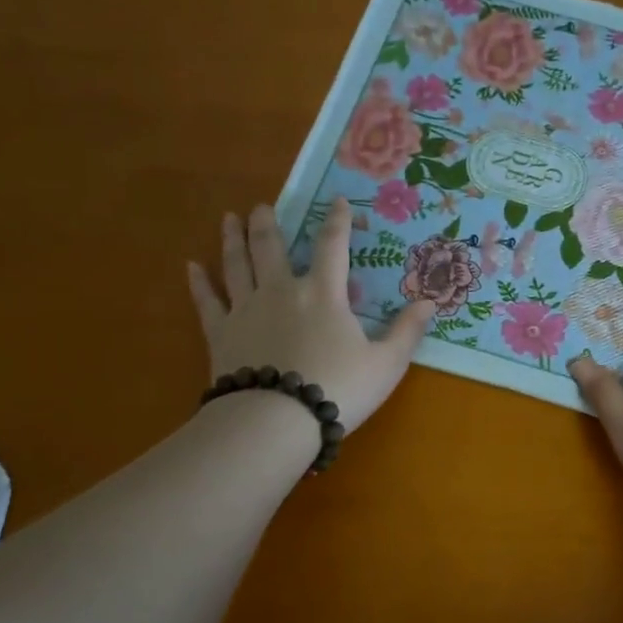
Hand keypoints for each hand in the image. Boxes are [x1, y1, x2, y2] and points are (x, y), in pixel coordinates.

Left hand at [188, 199, 433, 432]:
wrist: (275, 421)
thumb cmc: (337, 389)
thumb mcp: (386, 364)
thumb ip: (407, 332)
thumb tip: (430, 302)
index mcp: (323, 293)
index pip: (332, 246)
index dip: (337, 221)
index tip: (337, 201)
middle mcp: (281, 290)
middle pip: (271, 247)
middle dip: (268, 223)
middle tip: (262, 206)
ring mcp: (246, 309)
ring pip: (236, 264)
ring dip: (232, 239)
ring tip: (228, 218)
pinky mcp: (221, 334)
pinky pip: (207, 301)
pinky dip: (200, 282)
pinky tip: (191, 266)